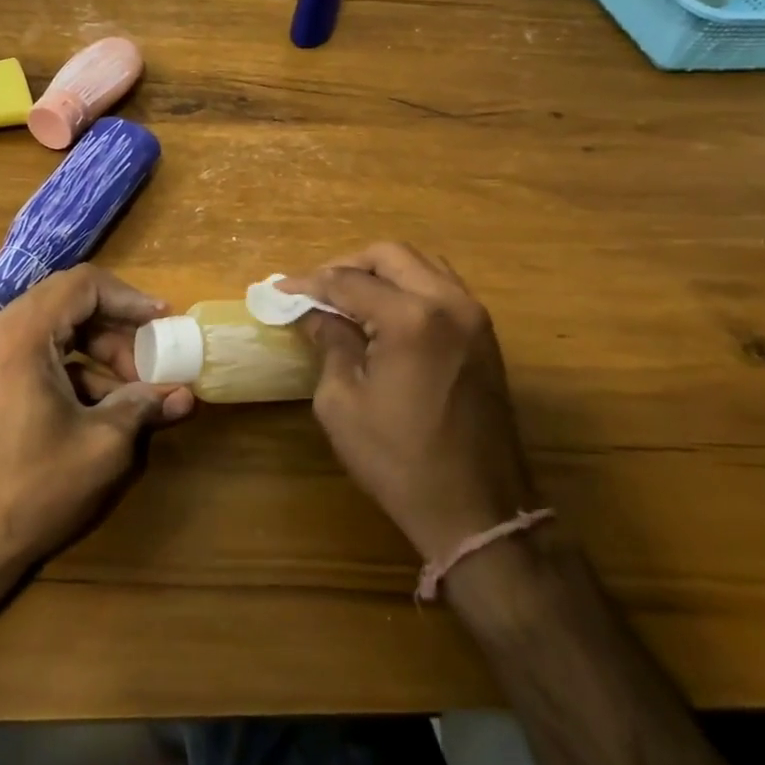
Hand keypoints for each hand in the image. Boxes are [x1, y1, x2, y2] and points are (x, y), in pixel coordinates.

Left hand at [0, 265, 194, 572]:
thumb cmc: (34, 488)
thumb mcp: (102, 445)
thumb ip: (144, 406)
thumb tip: (185, 394)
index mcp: (20, 336)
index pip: (82, 285)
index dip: (129, 298)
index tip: (163, 321)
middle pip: (67, 304)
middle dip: (116, 331)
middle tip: (150, 365)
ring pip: (52, 330)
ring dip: (96, 352)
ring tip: (132, 393)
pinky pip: (33, 354)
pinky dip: (70, 369)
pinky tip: (99, 409)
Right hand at [280, 243, 539, 561]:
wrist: (477, 509)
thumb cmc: (399, 460)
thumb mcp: (343, 402)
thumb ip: (329, 344)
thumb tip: (315, 314)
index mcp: (412, 319)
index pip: (349, 281)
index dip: (309, 283)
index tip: (279, 289)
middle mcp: (450, 303)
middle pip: (390, 255)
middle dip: (347, 265)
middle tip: (315, 290)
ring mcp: (474, 316)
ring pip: (421, 264)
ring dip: (380, 272)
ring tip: (347, 298)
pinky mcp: (485, 335)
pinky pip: (441, 287)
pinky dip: (408, 286)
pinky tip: (383, 313)